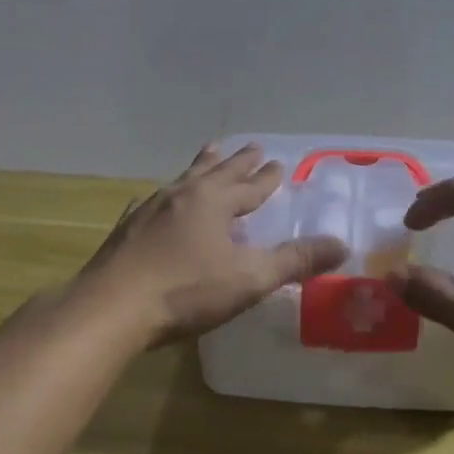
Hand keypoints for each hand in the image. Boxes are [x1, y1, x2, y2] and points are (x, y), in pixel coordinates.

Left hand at [80, 143, 347, 347]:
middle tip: (251, 146)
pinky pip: (151, 202)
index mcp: (214, 202)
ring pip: (183, 179)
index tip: (278, 163)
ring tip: (209, 152)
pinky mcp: (126, 228)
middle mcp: (183, 195)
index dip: (266, 177)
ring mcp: (150, 209)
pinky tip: (154, 199)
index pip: (249, 185)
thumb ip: (295, 261)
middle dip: (237, 161)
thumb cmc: (185, 291)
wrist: (111, 307)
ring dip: (201, 166)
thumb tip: (342, 245)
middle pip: (216, 171)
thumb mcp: (249, 279)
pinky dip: (164, 196)